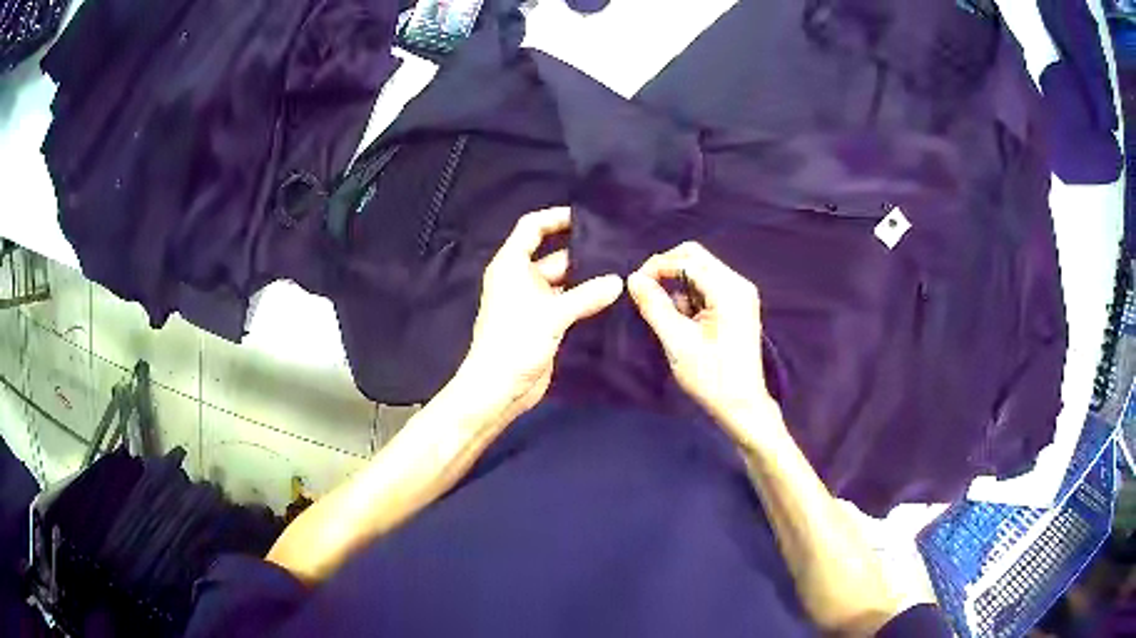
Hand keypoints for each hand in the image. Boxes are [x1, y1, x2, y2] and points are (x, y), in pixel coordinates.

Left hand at [455, 207, 622, 423]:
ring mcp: (534, 302)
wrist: (499, 389)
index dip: (556, 218)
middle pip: (555, 254)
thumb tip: (619, 282)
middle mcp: (522, 279)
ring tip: (623, 269)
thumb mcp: (551, 315)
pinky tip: (613, 296)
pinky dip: (586, 299)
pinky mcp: (545, 323)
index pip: (532, 228)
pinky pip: (568, 302)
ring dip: (588, 278)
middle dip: (583, 251)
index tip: (587, 217)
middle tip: (619, 247)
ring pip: (565, 281)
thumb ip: (586, 296)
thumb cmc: (515, 342)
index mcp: (511, 266)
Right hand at [628, 242, 779, 448]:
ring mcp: (740, 294)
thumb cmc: (711, 377)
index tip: (634, 286)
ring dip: (678, 287)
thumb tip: (633, 279)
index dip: (657, 267)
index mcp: (729, 290)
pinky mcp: (737, 305)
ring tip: (671, 320)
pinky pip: (707, 286)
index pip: (687, 260)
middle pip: (695, 257)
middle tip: (646, 293)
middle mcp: (738, 284)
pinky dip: (689, 297)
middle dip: (666, 271)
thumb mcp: (677, 342)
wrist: (742, 405)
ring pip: (699, 271)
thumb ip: (654, 306)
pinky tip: (685, 324)